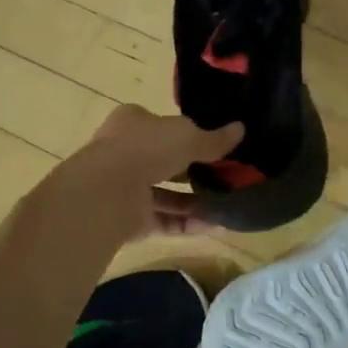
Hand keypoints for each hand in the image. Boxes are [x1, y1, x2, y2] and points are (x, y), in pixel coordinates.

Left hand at [74, 105, 243, 239]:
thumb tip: (241, 129)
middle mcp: (126, 152)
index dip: (188, 133)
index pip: (163, 125)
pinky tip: (214, 225)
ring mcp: (125, 187)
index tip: (215, 145)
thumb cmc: (147, 148)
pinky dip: (187, 222)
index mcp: (133, 122)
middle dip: (194, 171)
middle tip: (226, 177)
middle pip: (165, 161)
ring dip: (195, 201)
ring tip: (226, 204)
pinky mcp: (129, 218)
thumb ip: (215, 138)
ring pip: (166, 194)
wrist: (107, 192)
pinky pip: (164, 219)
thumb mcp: (188, 136)